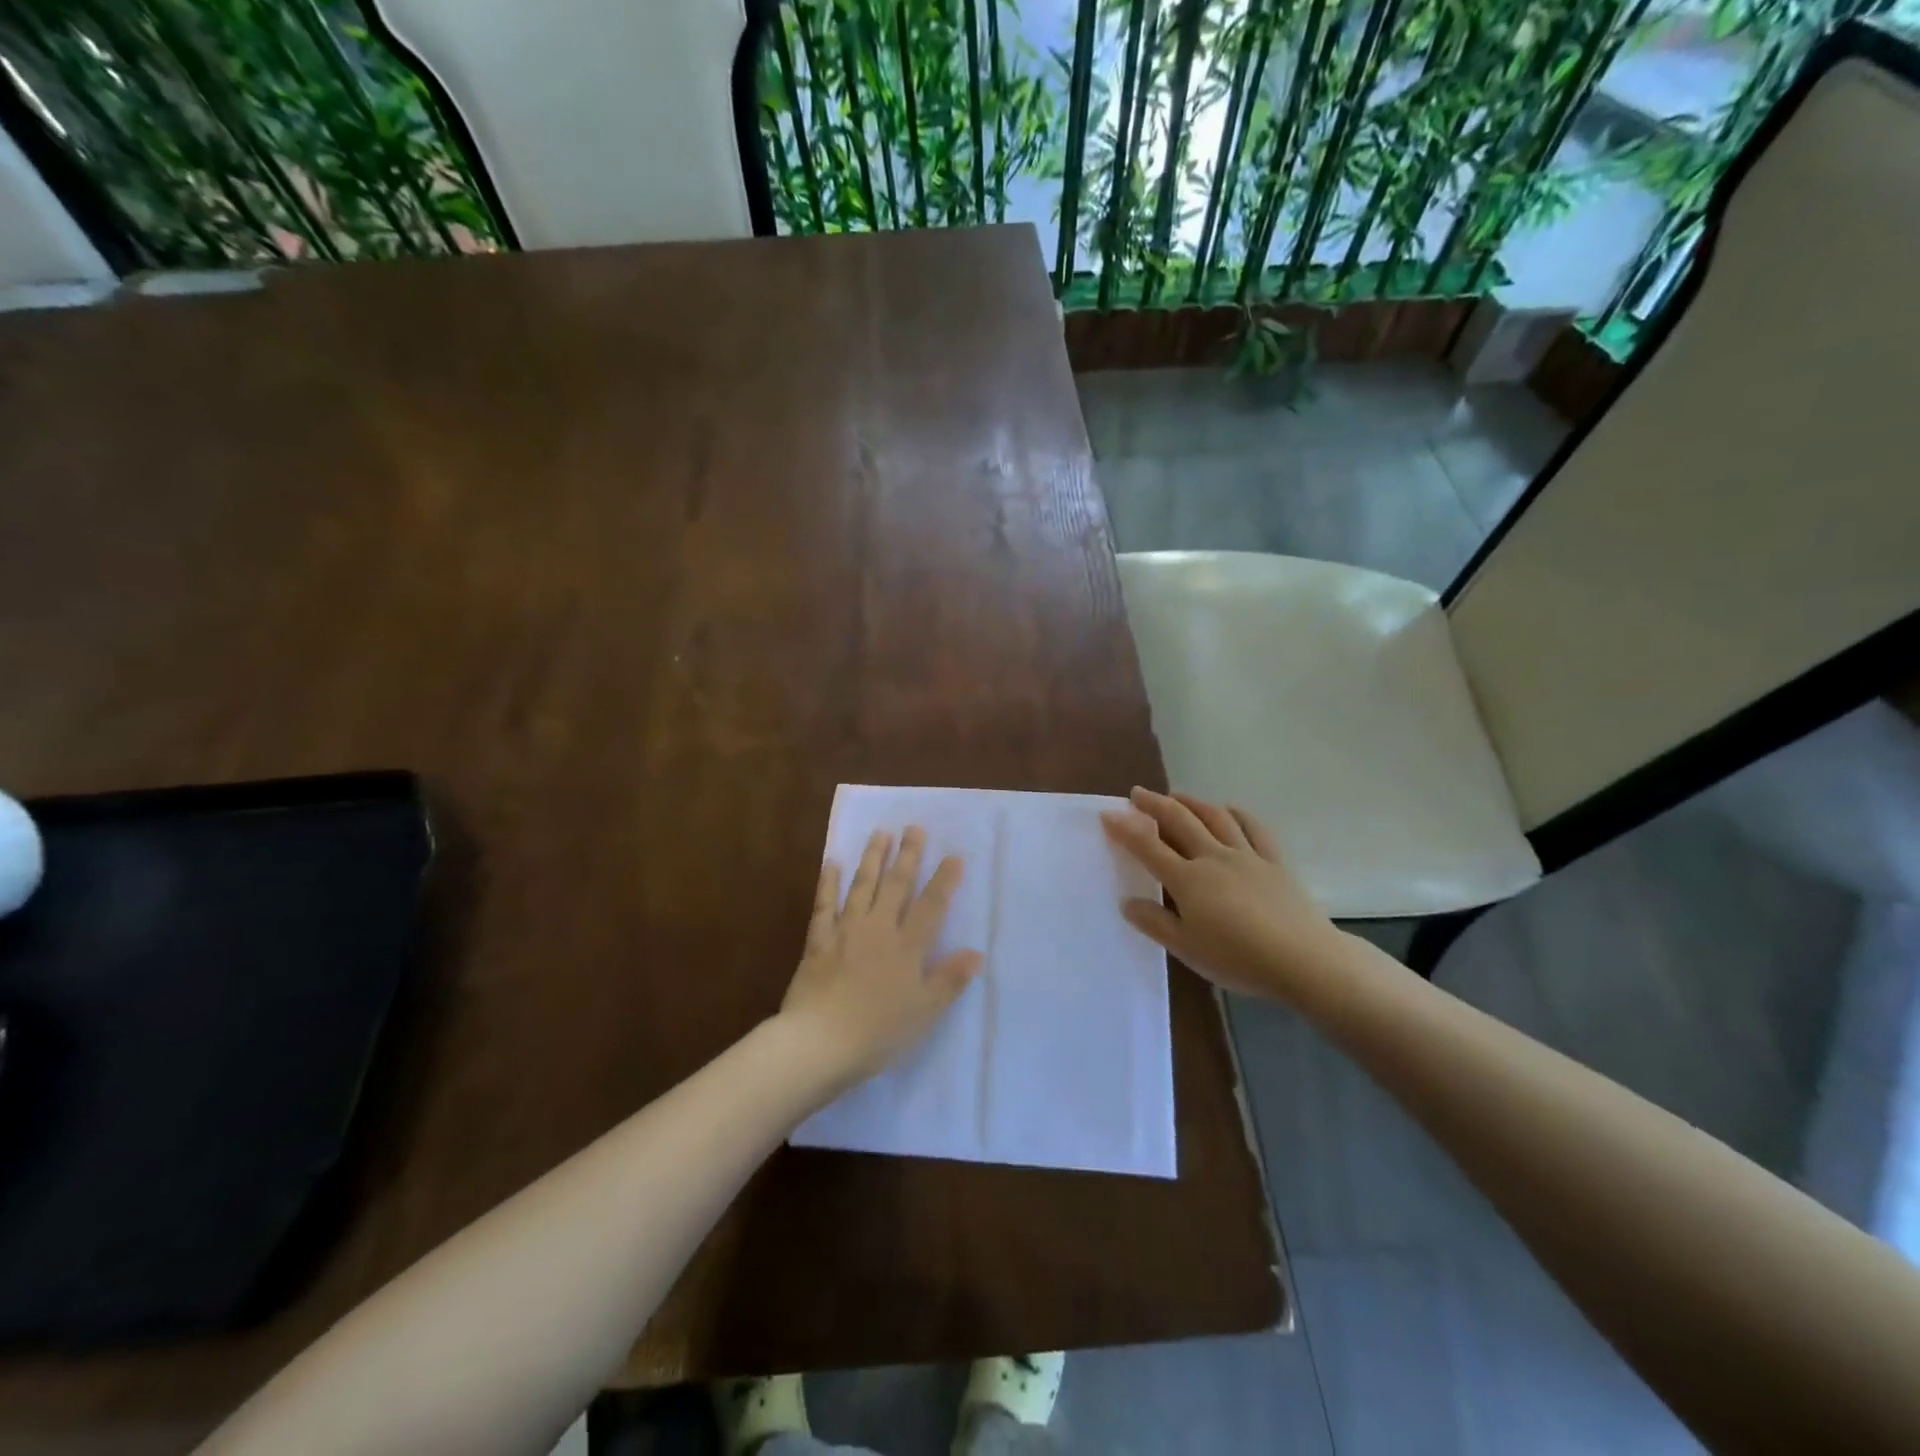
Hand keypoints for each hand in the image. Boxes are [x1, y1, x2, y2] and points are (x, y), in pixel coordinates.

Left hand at [779, 826, 982, 1087]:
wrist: (820, 1042)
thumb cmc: (879, 1032)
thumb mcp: (924, 1012)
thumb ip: (949, 980)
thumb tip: (976, 953)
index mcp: (907, 948)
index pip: (931, 907)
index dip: (944, 881)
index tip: (953, 856)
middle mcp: (879, 930)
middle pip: (896, 886)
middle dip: (908, 856)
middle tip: (914, 827)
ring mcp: (846, 932)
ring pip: (862, 887)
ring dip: (873, 858)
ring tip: (880, 833)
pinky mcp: (818, 942)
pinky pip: (824, 905)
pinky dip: (828, 883)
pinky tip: (833, 863)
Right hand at [1101, 788, 1347, 1003]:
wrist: (1304, 960)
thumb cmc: (1238, 959)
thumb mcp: (1187, 949)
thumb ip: (1155, 923)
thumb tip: (1127, 902)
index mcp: (1188, 880)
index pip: (1148, 847)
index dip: (1125, 828)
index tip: (1108, 814)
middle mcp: (1213, 857)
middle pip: (1180, 821)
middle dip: (1155, 804)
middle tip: (1137, 793)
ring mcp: (1247, 856)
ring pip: (1215, 817)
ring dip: (1192, 802)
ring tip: (1176, 795)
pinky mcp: (1275, 861)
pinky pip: (1254, 828)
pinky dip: (1238, 814)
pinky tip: (1229, 809)